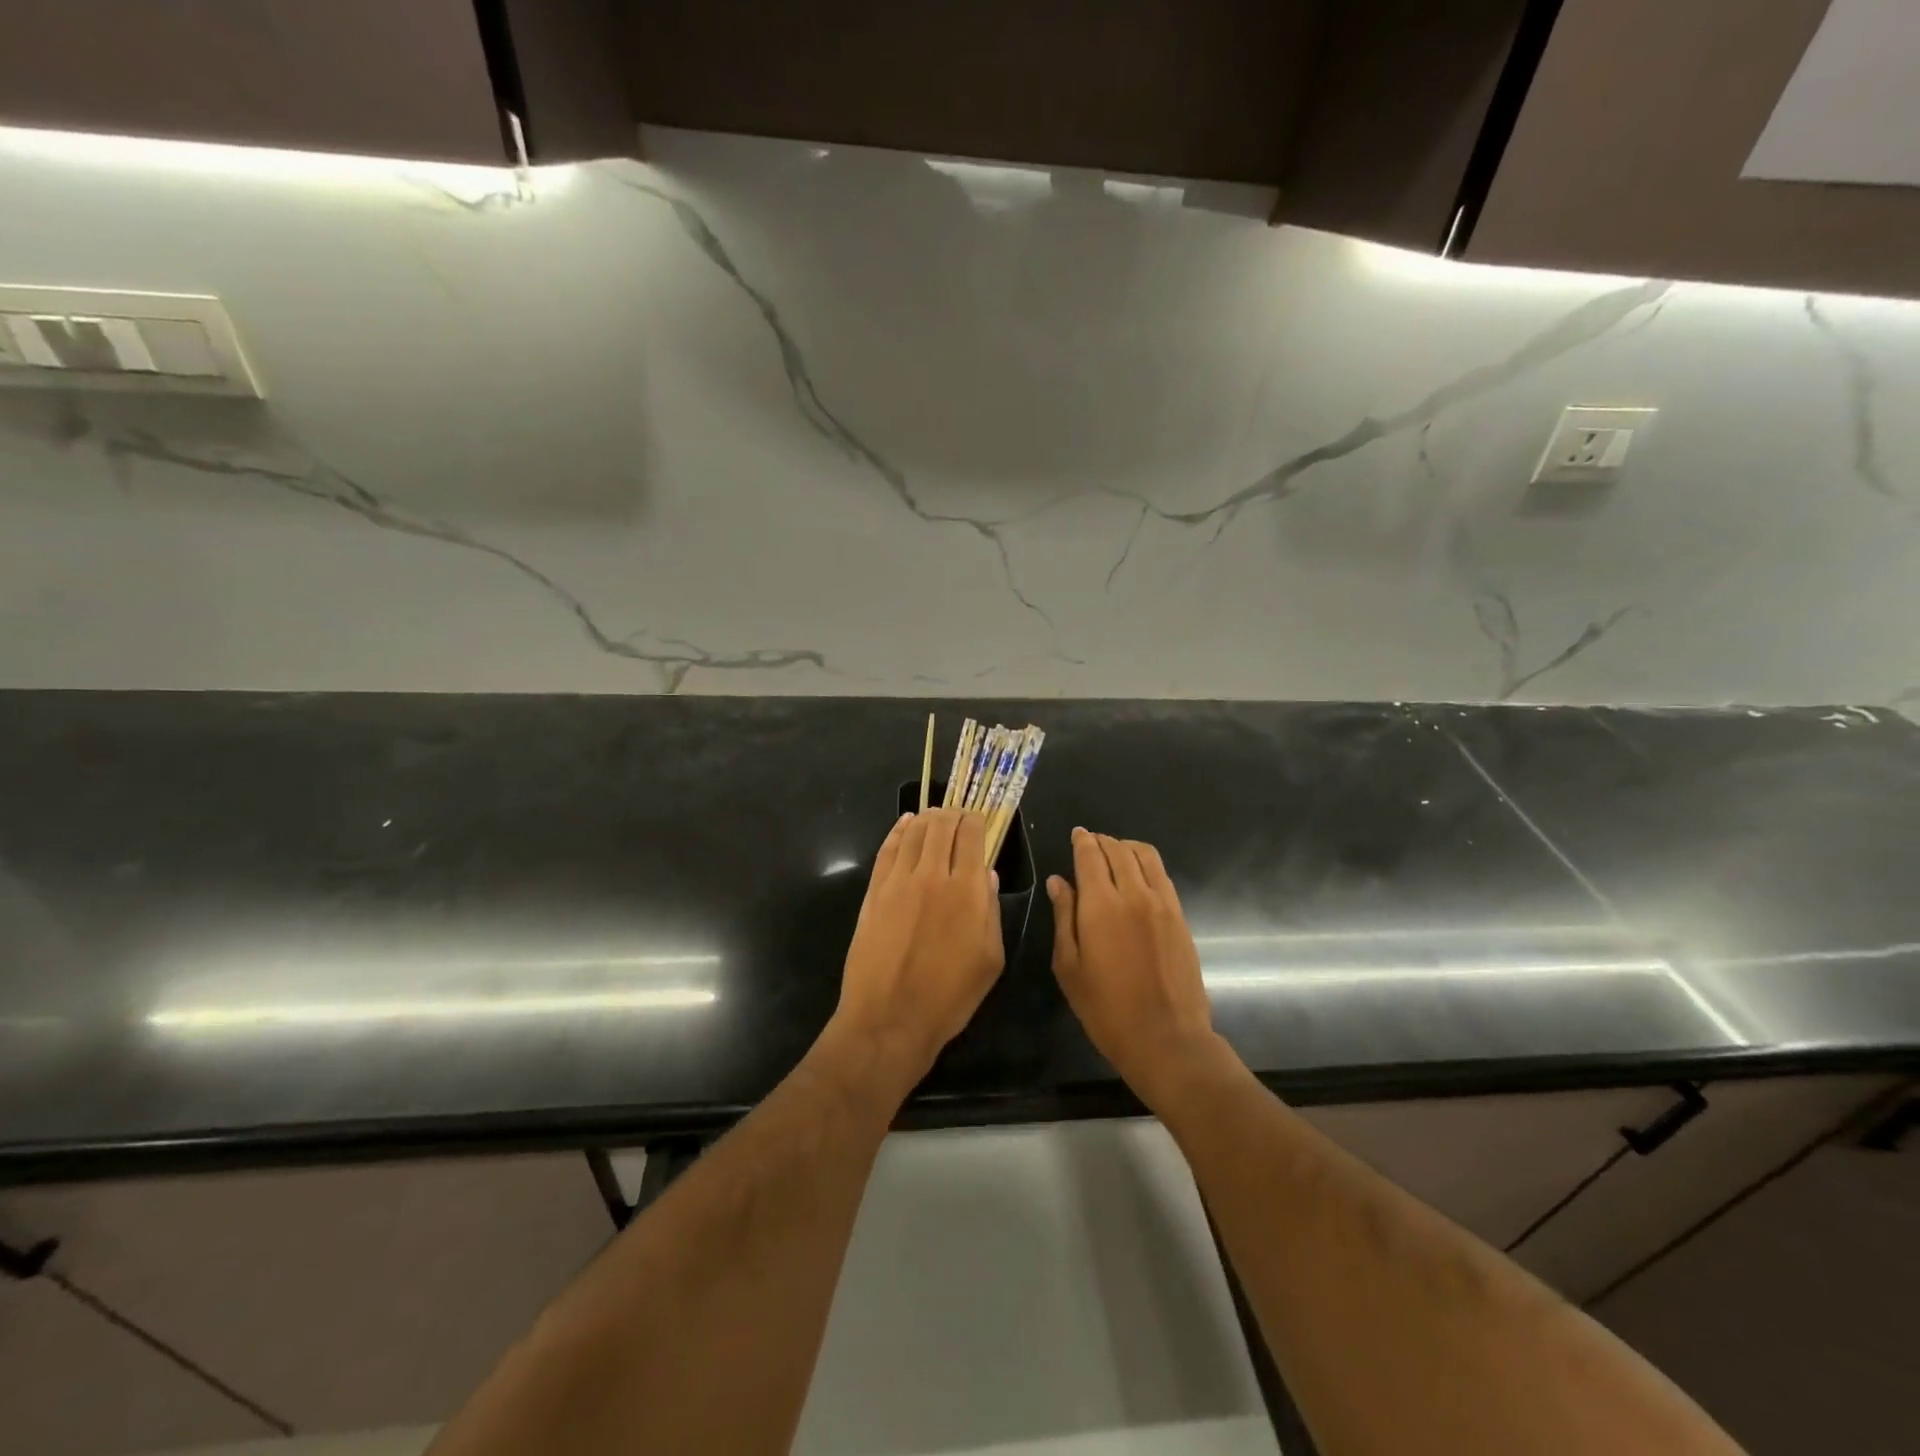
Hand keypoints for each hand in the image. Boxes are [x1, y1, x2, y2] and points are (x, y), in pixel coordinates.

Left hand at [830, 809, 1004, 1084]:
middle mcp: (932, 875)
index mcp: (966, 891)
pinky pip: (887, 849)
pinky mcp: (874, 891)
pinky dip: (898, 830)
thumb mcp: (989, 960)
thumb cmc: (949, 997)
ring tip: (935, 815)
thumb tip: (986, 875)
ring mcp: (898, 881)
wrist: (889, 1018)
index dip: (977, 821)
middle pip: (942, 826)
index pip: (972, 836)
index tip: (980, 821)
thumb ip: (990, 912)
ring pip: (914, 832)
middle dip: (953, 814)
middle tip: (958, 816)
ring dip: (927, 818)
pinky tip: (905, 824)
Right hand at [1049, 828, 1231, 1104]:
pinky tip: (1137, 875)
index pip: (1090, 856)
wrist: (1166, 1037)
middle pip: (1118, 850)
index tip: (1076, 834)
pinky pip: (1162, 875)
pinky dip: (1146, 863)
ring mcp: (1162, 903)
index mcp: (1101, 905)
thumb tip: (1058, 881)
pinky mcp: (1180, 916)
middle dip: (1102, 841)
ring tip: (1114, 852)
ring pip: (1144, 856)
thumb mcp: (1069, 967)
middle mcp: (1133, 894)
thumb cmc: (1106, 1008)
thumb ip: (1064, 917)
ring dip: (1126, 846)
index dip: (1082, 840)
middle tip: (1090, 842)